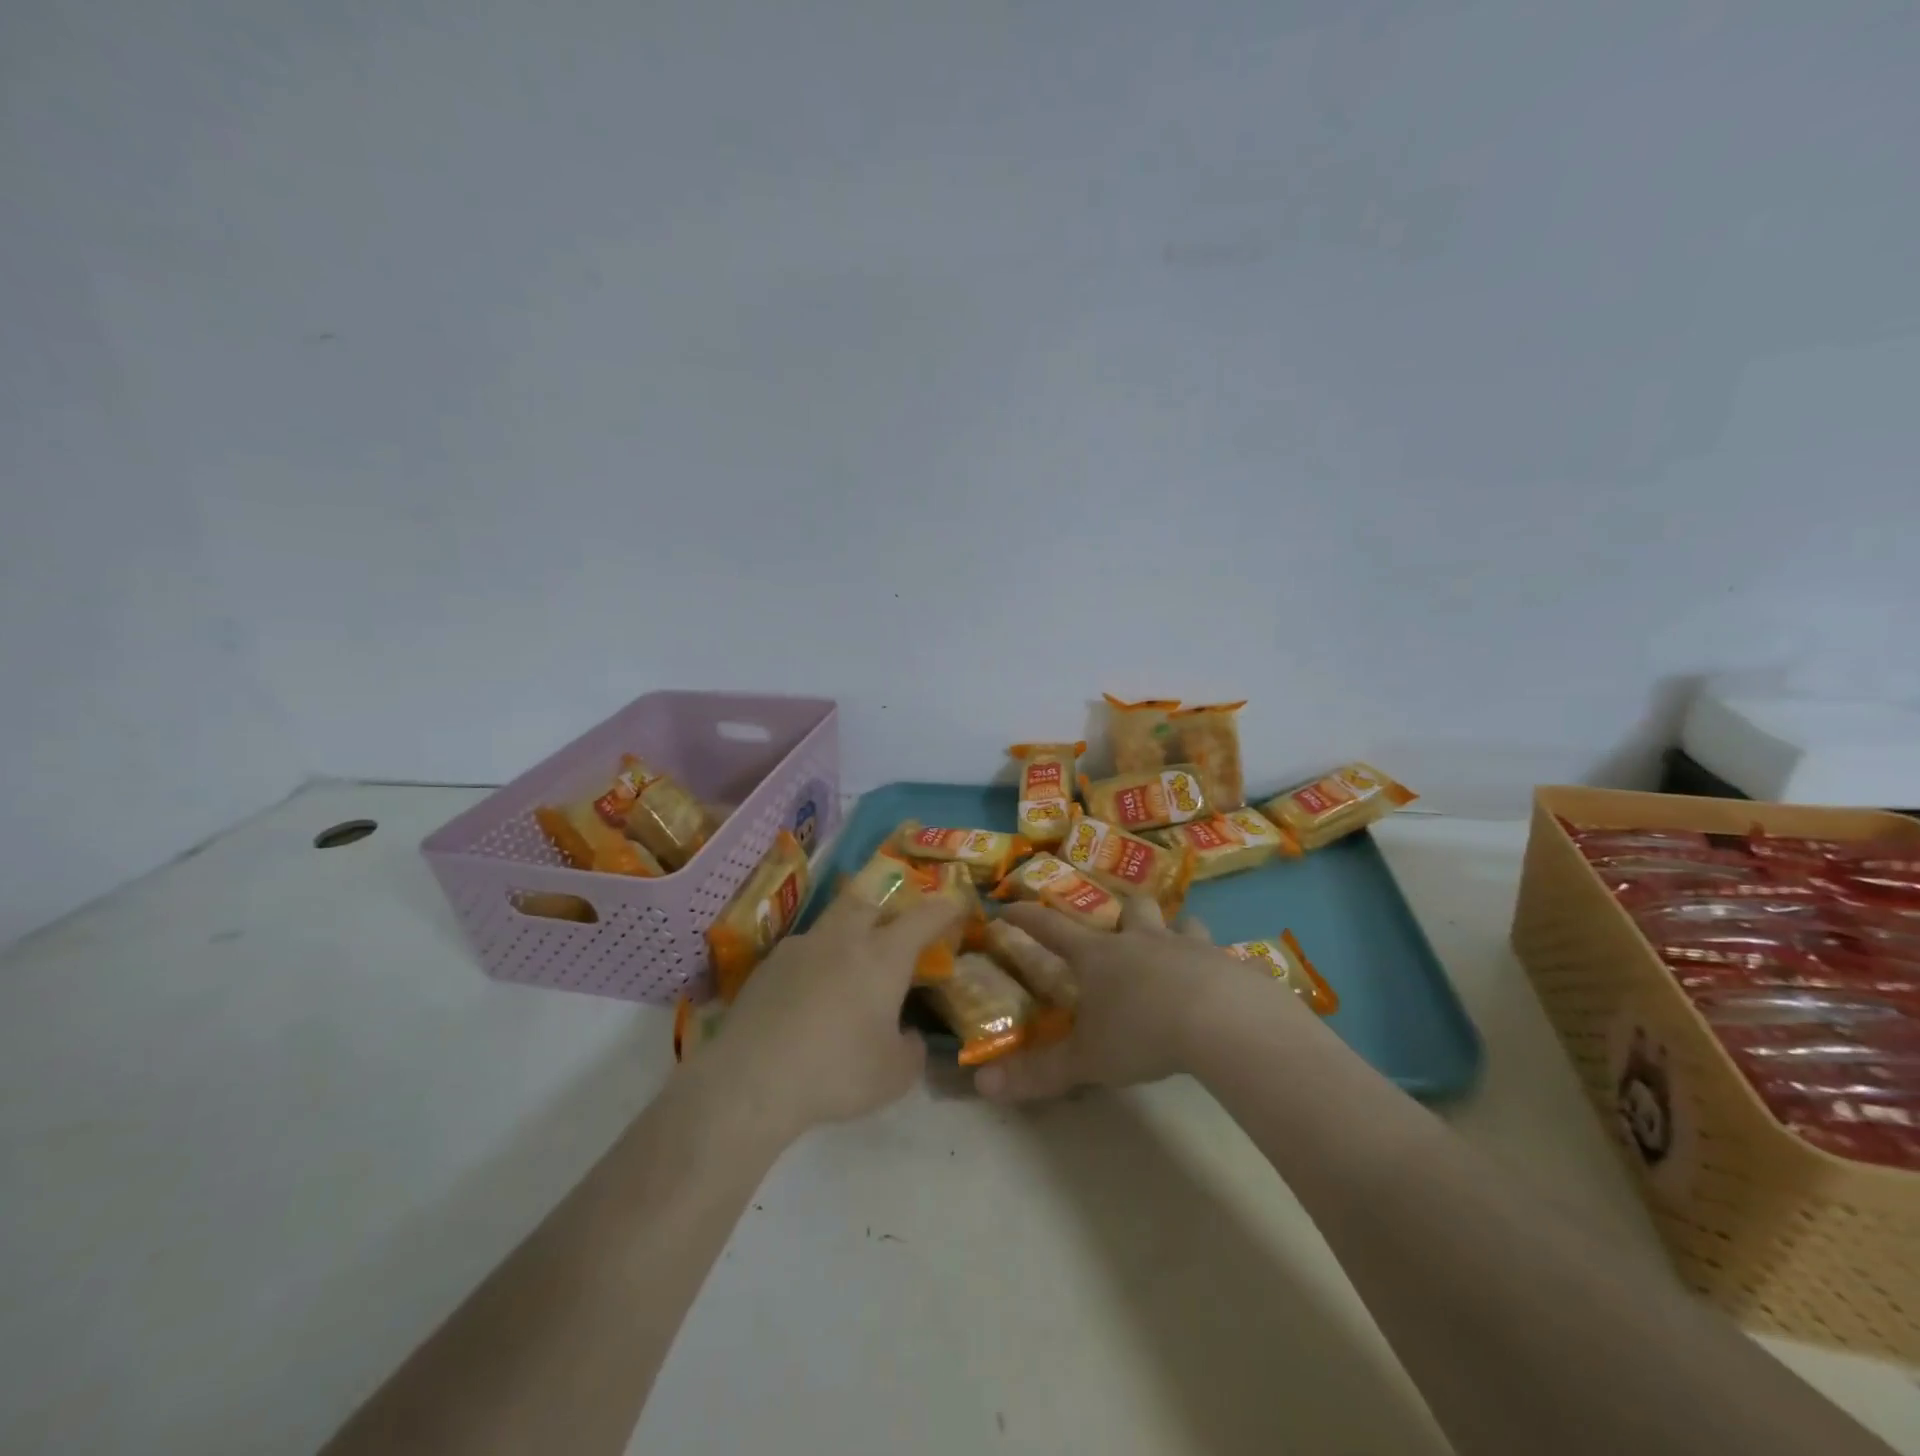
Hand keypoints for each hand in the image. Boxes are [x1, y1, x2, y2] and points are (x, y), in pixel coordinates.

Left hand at [691, 893, 963, 1146]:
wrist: (751, 1081)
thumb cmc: (837, 1072)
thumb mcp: (895, 1075)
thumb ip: (912, 1049)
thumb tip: (907, 1035)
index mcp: (883, 955)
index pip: (923, 917)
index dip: (945, 908)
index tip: (958, 903)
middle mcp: (843, 937)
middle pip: (871, 901)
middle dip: (890, 907)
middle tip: (898, 928)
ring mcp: (801, 946)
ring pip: (833, 921)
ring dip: (850, 931)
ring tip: (852, 963)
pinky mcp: (768, 965)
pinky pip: (804, 950)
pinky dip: (818, 960)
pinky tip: (812, 994)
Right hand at [975, 896, 1305, 1101]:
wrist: (1221, 1021)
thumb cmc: (1142, 1033)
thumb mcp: (1086, 1060)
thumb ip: (1038, 1072)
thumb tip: (982, 1085)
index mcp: (1101, 957)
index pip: (1052, 929)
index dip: (1028, 918)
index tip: (1009, 906)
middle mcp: (1143, 941)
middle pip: (1132, 908)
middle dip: (1125, 911)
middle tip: (1125, 926)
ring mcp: (1190, 947)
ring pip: (1184, 922)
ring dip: (1178, 929)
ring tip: (1179, 944)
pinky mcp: (1231, 964)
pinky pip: (1233, 957)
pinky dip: (1229, 966)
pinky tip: (1236, 981)